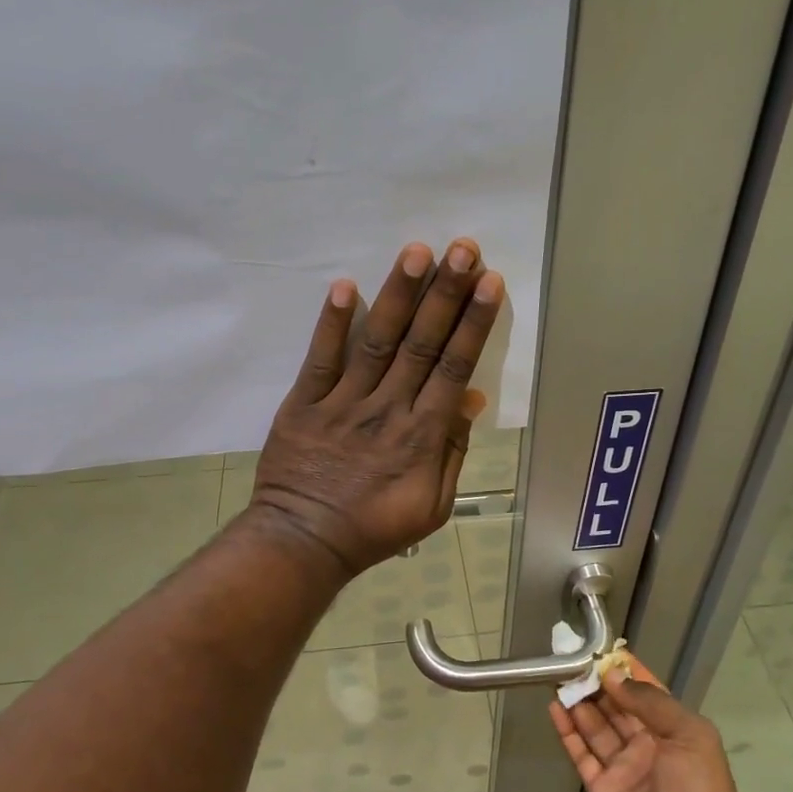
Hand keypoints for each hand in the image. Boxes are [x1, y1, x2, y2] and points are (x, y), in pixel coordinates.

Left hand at [248, 239, 502, 576]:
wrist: (304, 542)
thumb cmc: (374, 528)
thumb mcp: (432, 506)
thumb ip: (452, 452)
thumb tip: (470, 400)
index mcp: (421, 435)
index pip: (453, 368)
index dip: (473, 323)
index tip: (488, 283)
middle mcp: (387, 409)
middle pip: (421, 343)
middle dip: (445, 294)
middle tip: (463, 249)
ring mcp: (342, 403)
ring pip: (376, 341)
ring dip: (398, 295)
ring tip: (417, 252)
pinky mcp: (303, 404)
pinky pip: (320, 359)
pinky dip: (331, 324)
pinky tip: (344, 286)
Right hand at [550, 673, 763, 791]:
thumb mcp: (689, 736)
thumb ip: (650, 702)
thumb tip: (614, 676)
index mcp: (676, 733)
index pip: (648, 694)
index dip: (628, 672)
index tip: (603, 650)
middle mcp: (649, 747)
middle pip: (618, 708)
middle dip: (598, 684)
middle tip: (571, 660)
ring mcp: (624, 770)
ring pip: (597, 727)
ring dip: (579, 702)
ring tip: (558, 676)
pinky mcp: (601, 790)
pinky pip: (581, 753)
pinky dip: (568, 731)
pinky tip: (554, 708)